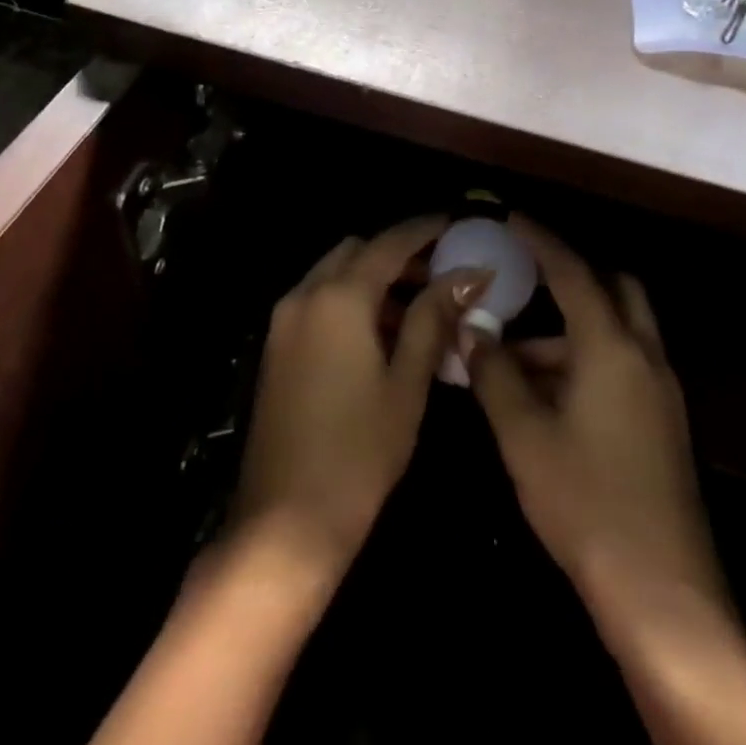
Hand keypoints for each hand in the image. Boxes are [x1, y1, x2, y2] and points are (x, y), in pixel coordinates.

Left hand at [231, 216, 487, 575]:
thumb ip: (432, 319)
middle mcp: (305, 294)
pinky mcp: (276, 345)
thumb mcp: (406, 383)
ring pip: (334, 274)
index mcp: (339, 297)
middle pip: (357, 251)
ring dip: (373, 278)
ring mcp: (284, 319)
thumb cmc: (359, 452)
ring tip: (418, 309)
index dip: (425, 230)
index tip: (457, 224)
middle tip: (440, 276)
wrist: (285, 520)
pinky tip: (380, 335)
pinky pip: (318, 300)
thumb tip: (468, 276)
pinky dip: (350, 301)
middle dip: (398, 254)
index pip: (389, 243)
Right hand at [467, 217, 724, 612]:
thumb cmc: (586, 503)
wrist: (664, 596)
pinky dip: (584, 359)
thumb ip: (494, 372)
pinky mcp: (662, 424)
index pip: (573, 271)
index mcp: (612, 348)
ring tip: (512, 355)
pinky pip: (621, 365)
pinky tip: (544, 395)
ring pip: (616, 331)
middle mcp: (644, 358)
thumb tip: (472, 328)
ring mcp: (660, 393)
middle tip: (525, 276)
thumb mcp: (524, 435)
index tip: (510, 218)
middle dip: (571, 273)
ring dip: (569, 328)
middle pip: (614, 288)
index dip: (540, 240)